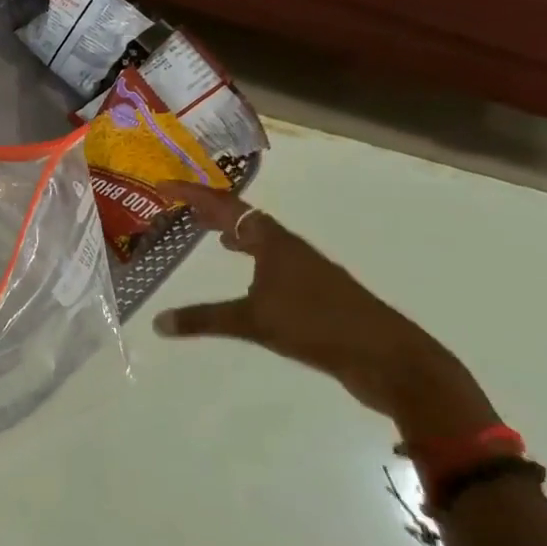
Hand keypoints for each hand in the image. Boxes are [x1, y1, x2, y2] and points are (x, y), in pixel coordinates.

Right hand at [152, 184, 496, 440]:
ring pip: (263, 241)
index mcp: (274, 243)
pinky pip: (275, 264)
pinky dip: (254, 260)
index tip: (164, 186)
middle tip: (183, 207)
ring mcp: (308, 271)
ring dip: (237, 234)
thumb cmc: (318, 326)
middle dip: (214, 211)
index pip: (226, 207)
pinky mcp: (318, 295)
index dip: (193, 195)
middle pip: (246, 218)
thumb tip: (157, 322)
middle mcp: (290, 249)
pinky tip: (250, 280)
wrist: (389, 359)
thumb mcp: (254, 322)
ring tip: (214, 236)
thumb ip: (204, 320)